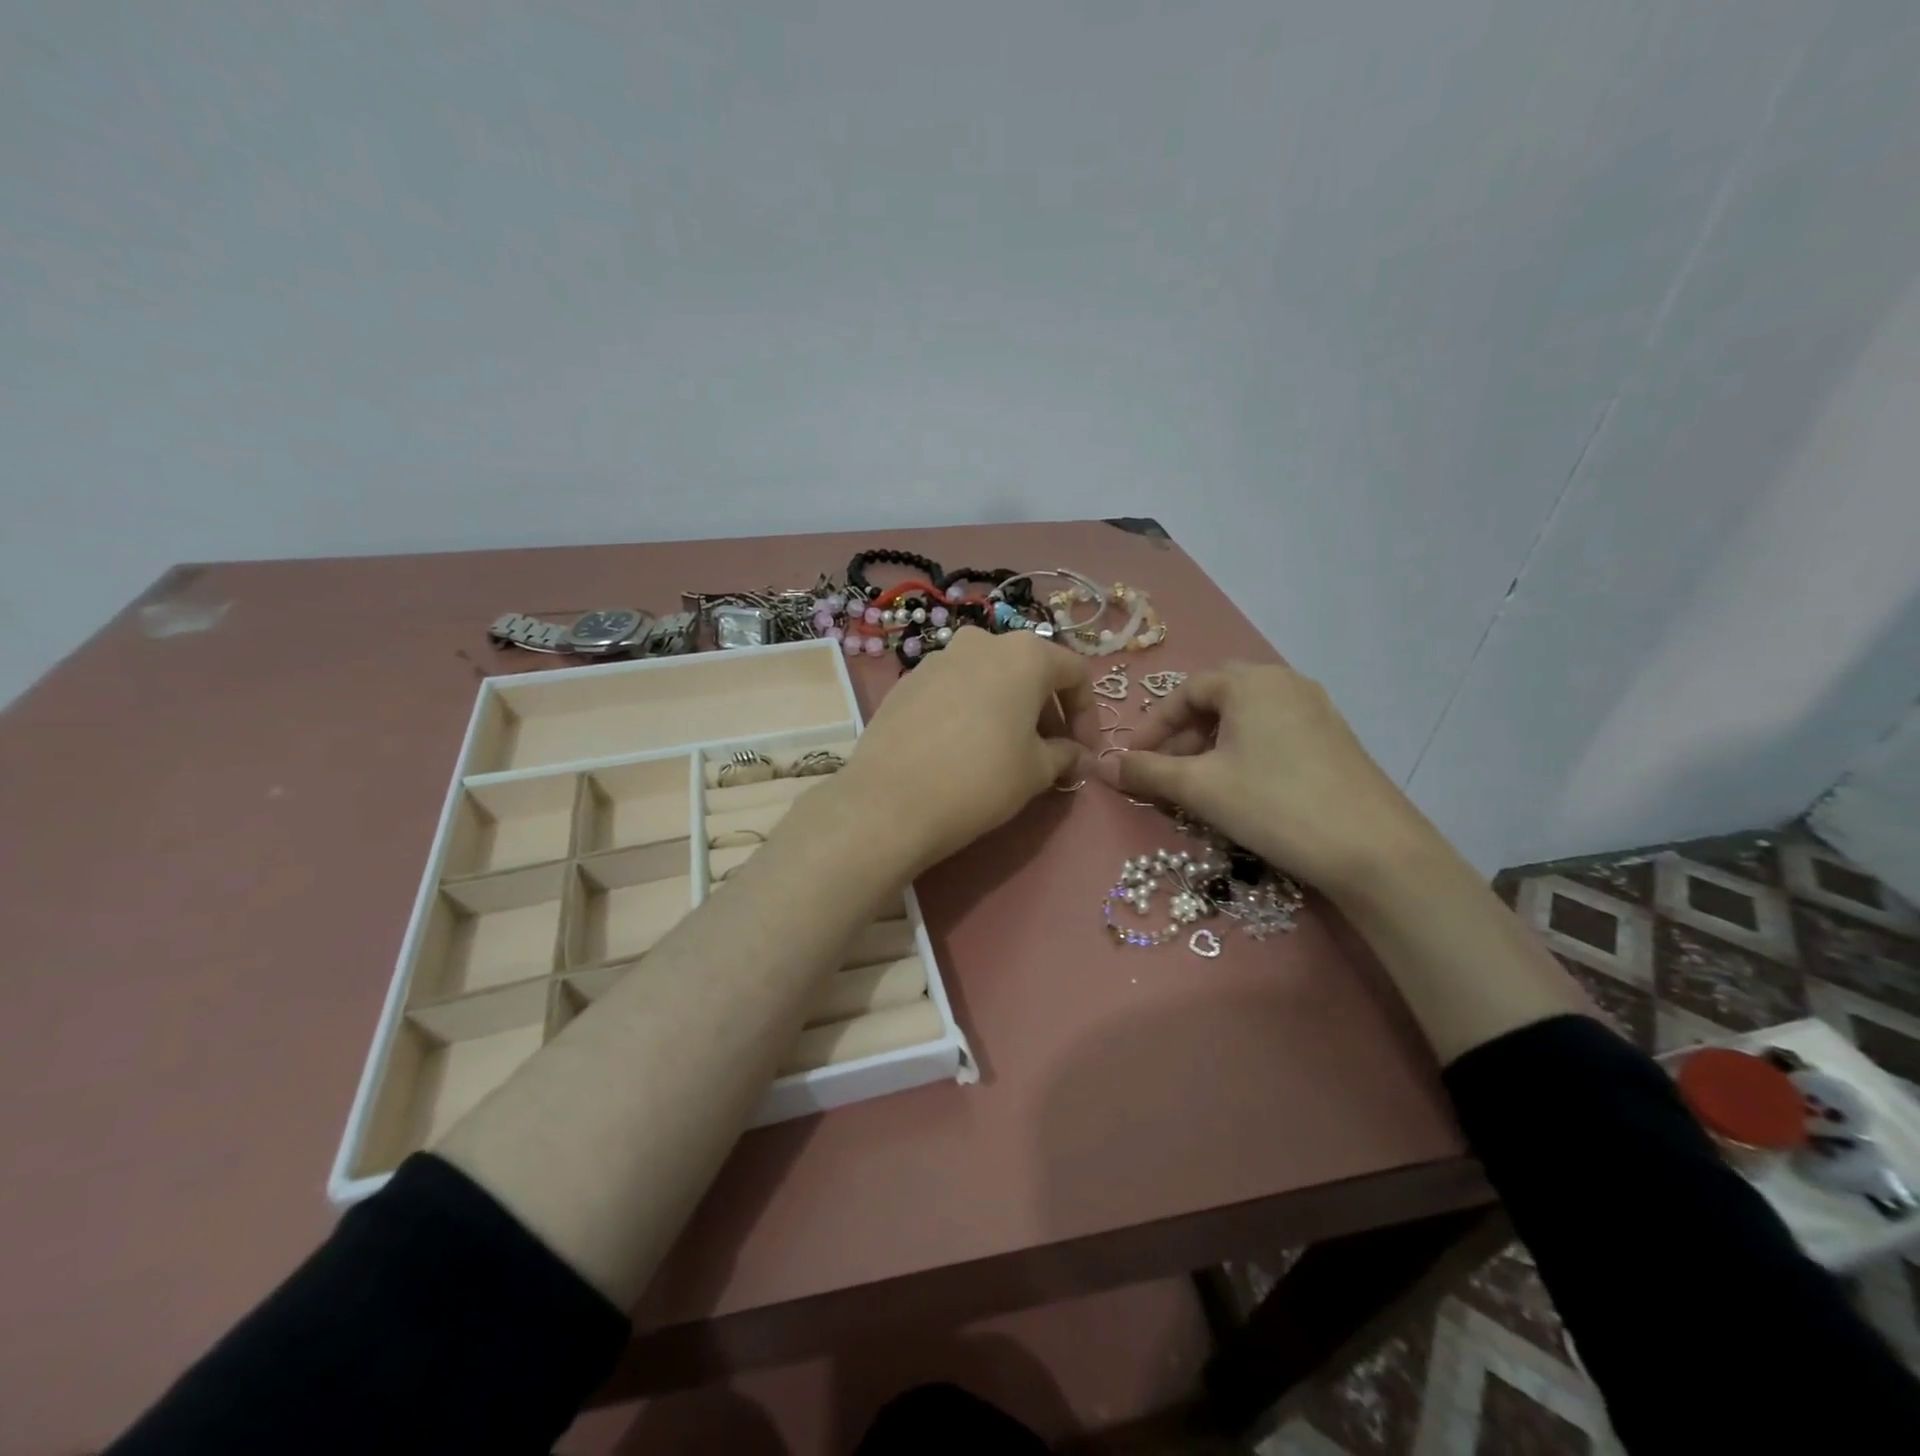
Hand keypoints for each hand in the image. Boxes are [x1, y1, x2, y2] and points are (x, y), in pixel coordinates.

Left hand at [837, 628, 1097, 872]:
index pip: (1075, 672)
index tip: (1085, 753)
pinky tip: (963, 750)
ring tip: (1007, 753)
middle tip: (1051, 755)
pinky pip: (953, 690)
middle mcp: (981, 642)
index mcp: (1024, 653)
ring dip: (1008, 710)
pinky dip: (971, 712)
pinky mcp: (906, 683)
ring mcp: (937, 659)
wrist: (890, 801)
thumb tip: (1080, 757)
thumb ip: (1066, 755)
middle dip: (1047, 712)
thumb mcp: (1037, 771)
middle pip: (1029, 671)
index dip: (1088, 714)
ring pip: (989, 679)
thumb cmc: (981, 778)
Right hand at [1096, 663, 1439, 897]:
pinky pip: (1273, 732)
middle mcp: (1285, 682)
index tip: (1132, 761)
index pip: (1186, 691)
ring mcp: (1316, 709)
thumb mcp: (1200, 788)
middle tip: (1165, 770)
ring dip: (1211, 744)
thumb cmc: (1274, 805)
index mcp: (1251, 682)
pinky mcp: (1334, 739)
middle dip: (1182, 733)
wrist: (1374, 850)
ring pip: (1246, 717)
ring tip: (1197, 784)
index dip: (1153, 726)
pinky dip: (1243, 752)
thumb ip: (1146, 772)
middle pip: (1217, 699)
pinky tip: (1240, 788)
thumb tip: (1100, 766)